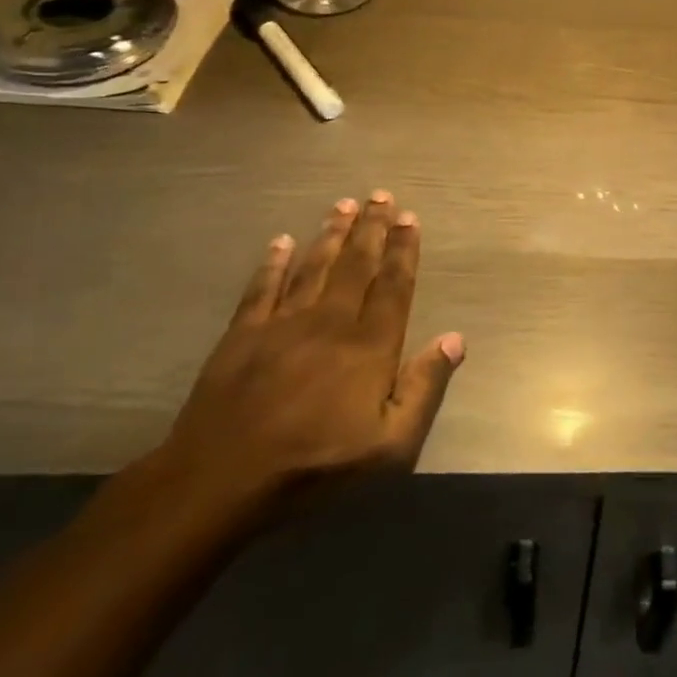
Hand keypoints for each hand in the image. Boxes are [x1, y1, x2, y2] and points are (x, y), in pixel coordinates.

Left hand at [159, 191, 463, 502]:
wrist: (221, 481)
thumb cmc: (316, 465)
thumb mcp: (390, 445)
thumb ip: (424, 388)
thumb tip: (455, 339)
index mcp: (369, 345)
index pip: (393, 285)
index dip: (403, 250)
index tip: (409, 218)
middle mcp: (330, 321)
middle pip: (356, 264)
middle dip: (371, 228)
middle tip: (380, 195)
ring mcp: (282, 324)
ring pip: (313, 267)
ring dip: (330, 234)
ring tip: (343, 205)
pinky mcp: (242, 336)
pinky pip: (262, 288)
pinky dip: (273, 263)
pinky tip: (281, 241)